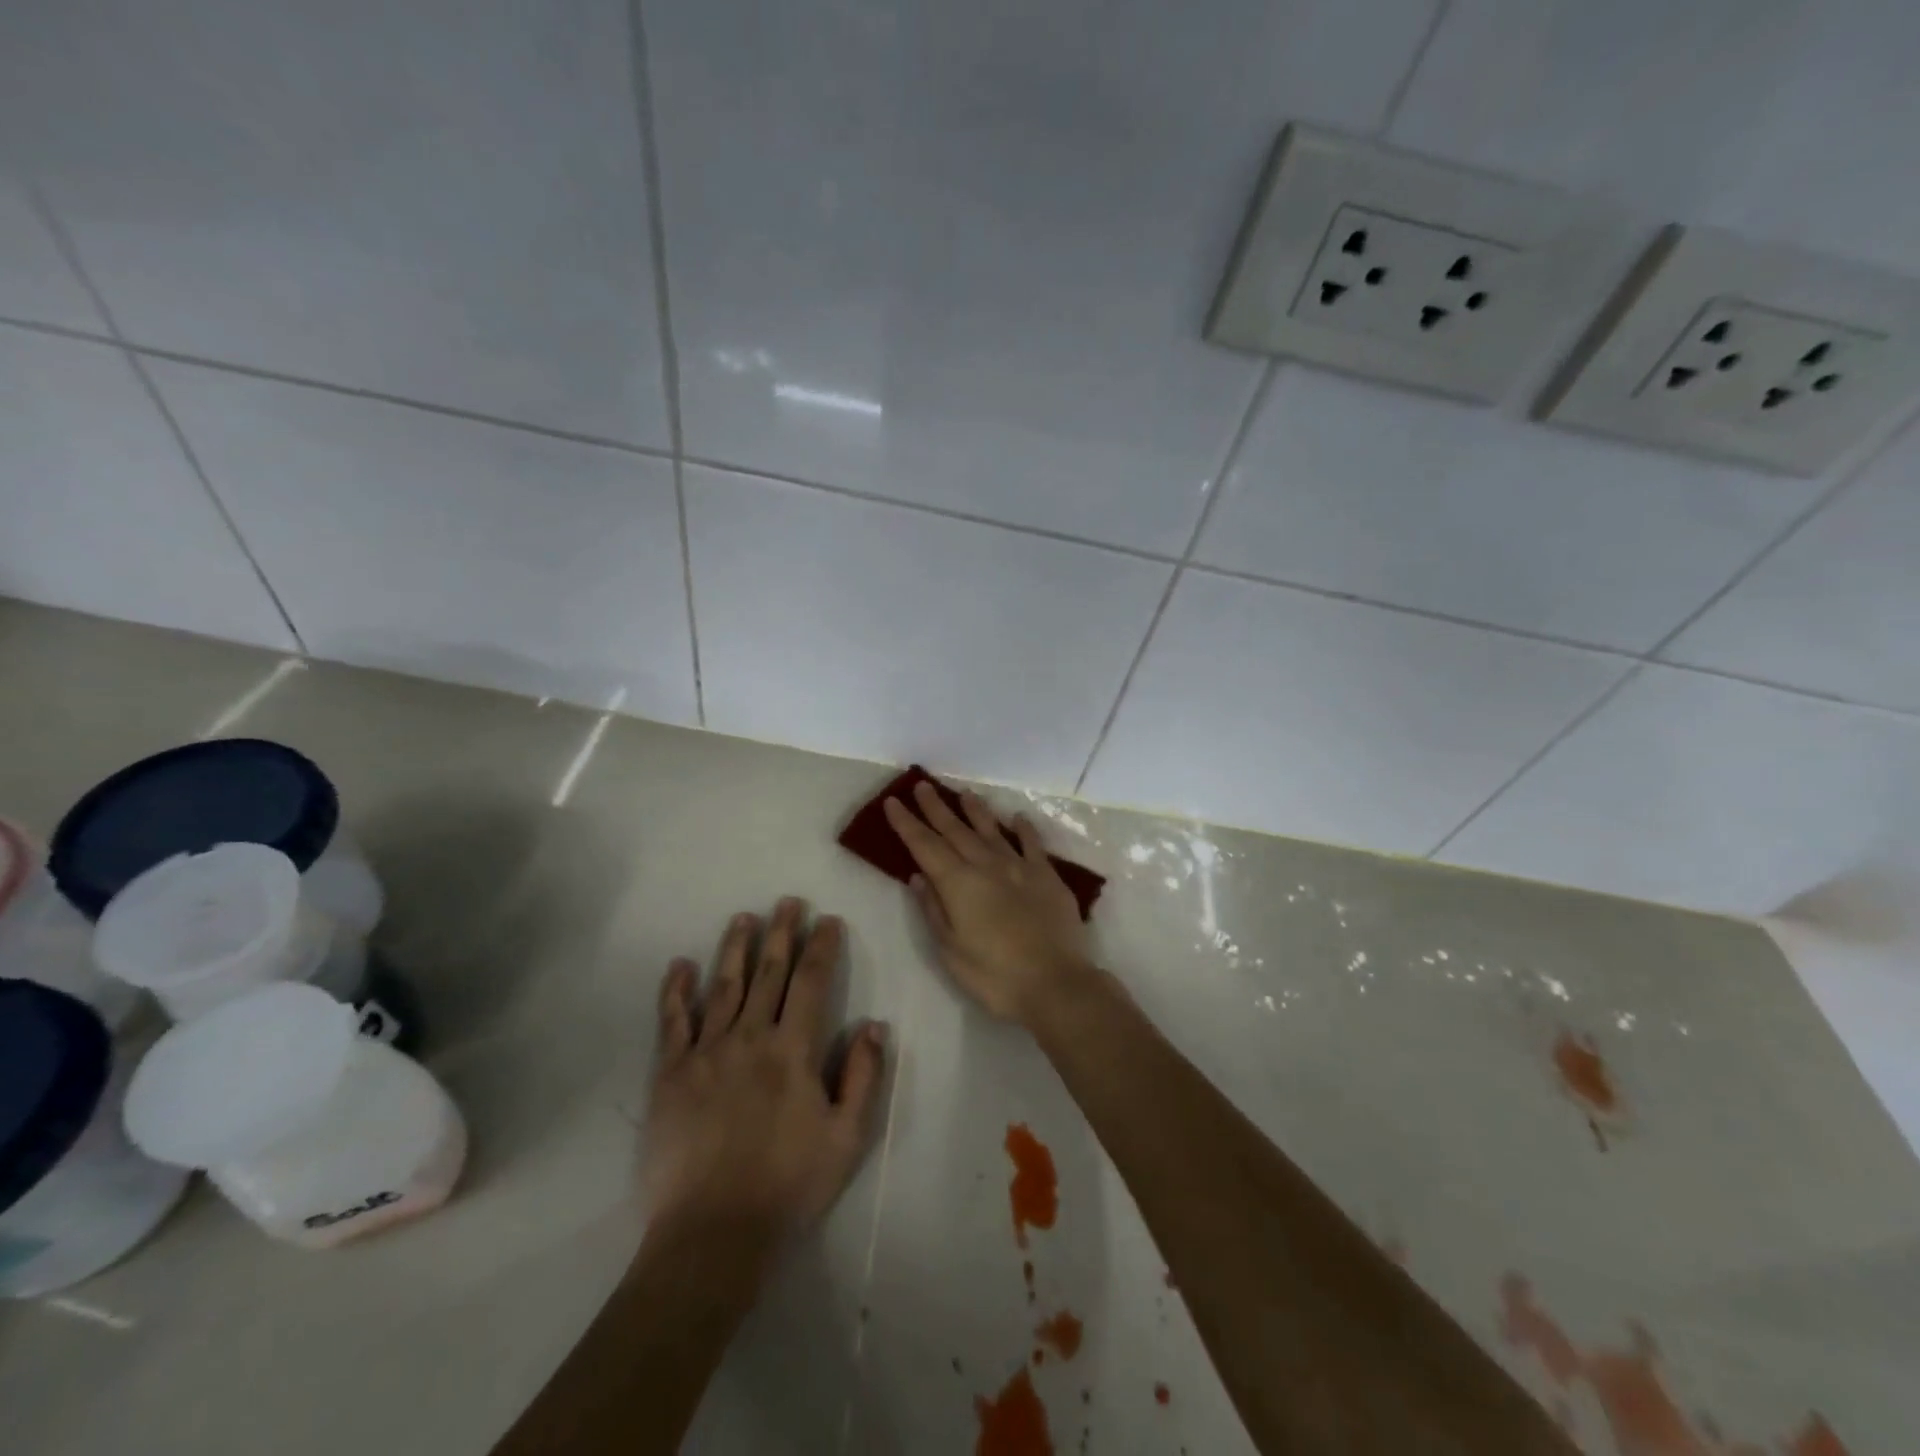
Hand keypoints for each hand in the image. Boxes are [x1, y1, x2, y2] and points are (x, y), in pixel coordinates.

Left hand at [643, 898, 887, 1242]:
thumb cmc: (788, 1185)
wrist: (712, 1234)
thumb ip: (864, 1077)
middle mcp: (750, 1038)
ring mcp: (706, 1053)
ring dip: (735, 948)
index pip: (812, 983)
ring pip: (724, 986)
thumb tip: (874, 1024)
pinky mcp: (671, 1074)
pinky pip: (673, 1022)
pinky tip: (680, 966)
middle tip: (787, 901)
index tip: (828, 920)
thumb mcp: (846, 1138)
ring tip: (744, 917)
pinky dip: (676, 991)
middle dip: (782, 933)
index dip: (822, 947)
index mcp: (794, 1051)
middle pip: (769, 973)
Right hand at [884, 781, 1091, 1023]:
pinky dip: (1023, 829)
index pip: (925, 846)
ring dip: (975, 810)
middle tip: (922, 785)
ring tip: (963, 794)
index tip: (893, 802)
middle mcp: (986, 865)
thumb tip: (918, 877)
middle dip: (936, 807)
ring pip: (992, 830)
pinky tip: (1017, 818)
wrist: (1055, 983)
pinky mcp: (1048, 876)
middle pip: (956, 830)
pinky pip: (1032, 844)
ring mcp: (1020, 867)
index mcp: (958, 883)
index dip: (907, 823)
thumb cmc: (994, 975)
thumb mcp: (951, 950)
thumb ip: (934, 909)